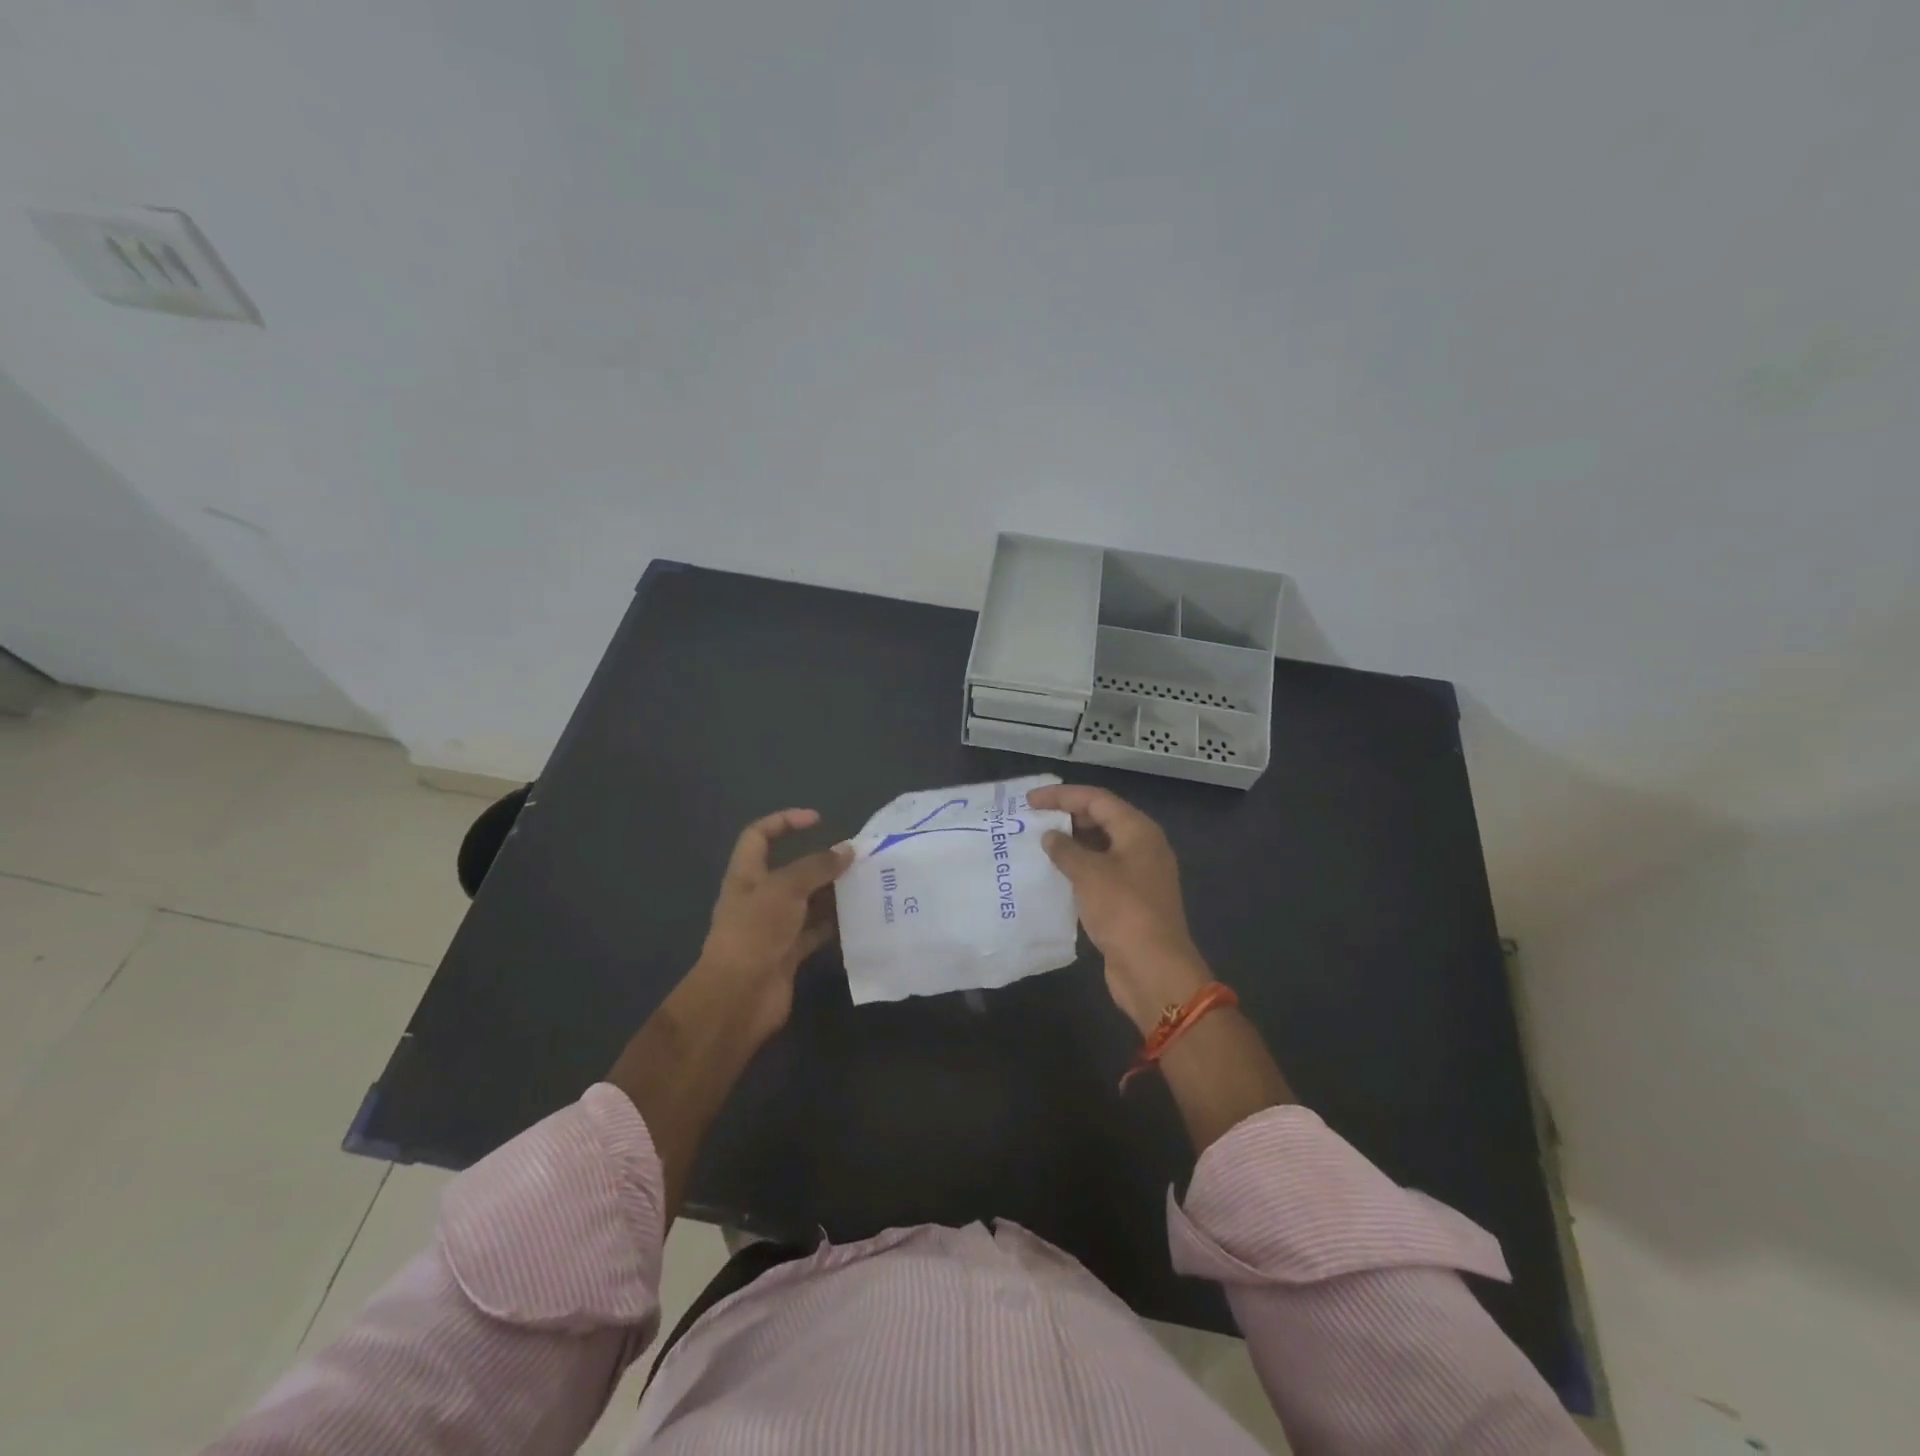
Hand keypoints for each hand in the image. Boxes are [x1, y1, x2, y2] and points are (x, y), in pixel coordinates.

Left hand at [697, 808, 851, 1038]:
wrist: (739, 998)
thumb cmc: (755, 932)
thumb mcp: (785, 889)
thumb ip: (817, 867)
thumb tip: (847, 850)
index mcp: (747, 875)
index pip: (760, 836)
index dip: (784, 821)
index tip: (817, 820)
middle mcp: (759, 898)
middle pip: (792, 870)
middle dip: (822, 862)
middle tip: (857, 859)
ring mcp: (774, 928)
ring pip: (808, 902)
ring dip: (833, 894)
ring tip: (867, 885)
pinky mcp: (789, 954)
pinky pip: (816, 932)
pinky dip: (835, 925)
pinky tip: (860, 918)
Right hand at [1026, 784, 1210, 1033]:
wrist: (1153, 969)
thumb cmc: (1123, 911)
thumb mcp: (1089, 874)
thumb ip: (1066, 849)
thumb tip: (1050, 836)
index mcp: (1138, 831)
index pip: (1097, 799)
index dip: (1062, 795)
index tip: (1029, 800)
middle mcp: (1142, 846)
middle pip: (1102, 819)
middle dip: (1067, 816)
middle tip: (1032, 820)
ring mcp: (1138, 874)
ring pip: (1101, 846)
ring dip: (1071, 843)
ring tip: (1038, 844)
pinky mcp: (1130, 899)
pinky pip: (1101, 871)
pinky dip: (1079, 868)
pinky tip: (1055, 874)